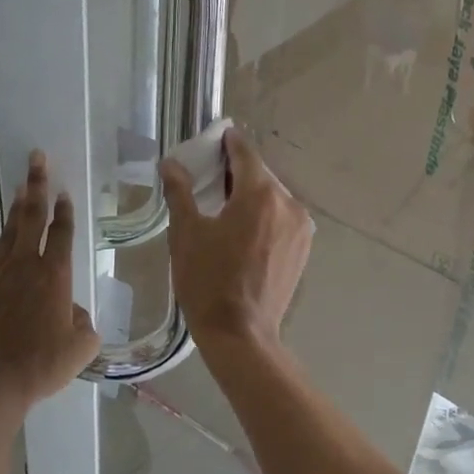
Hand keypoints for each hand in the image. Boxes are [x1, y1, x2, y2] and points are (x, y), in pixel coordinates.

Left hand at [0, 151, 99, 409]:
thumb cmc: (43, 364)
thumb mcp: (81, 347)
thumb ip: (83, 324)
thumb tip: (72, 312)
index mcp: (54, 275)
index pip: (61, 233)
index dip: (64, 210)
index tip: (63, 191)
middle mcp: (25, 266)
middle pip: (31, 218)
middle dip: (36, 185)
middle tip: (36, 159)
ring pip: (8, 234)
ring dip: (16, 210)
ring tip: (21, 189)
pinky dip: (0, 246)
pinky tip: (1, 245)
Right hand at [159, 128, 312, 352]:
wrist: (240, 334)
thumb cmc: (208, 281)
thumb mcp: (186, 233)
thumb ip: (180, 191)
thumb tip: (171, 163)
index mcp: (260, 194)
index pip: (245, 152)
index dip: (228, 142)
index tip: (215, 139)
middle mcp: (288, 203)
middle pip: (260, 175)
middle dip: (236, 172)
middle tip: (209, 177)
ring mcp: (300, 228)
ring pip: (272, 197)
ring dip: (250, 195)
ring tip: (224, 207)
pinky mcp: (302, 248)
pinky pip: (281, 218)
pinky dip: (264, 215)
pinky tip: (243, 230)